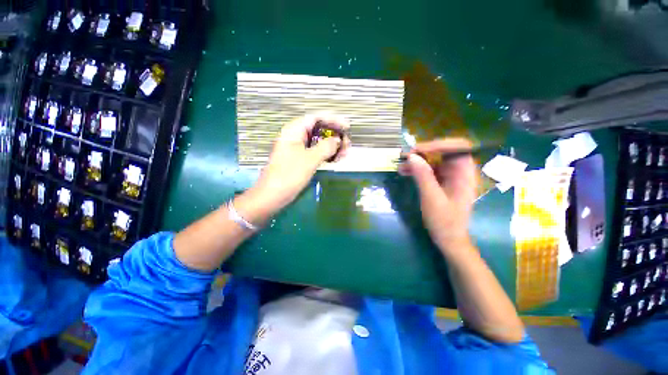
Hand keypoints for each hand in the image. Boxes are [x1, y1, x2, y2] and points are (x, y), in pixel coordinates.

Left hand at [242, 113, 350, 221]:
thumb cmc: (288, 175)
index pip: (315, 118)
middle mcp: (296, 137)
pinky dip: (327, 155)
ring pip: (319, 142)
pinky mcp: (301, 160)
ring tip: (345, 154)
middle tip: (347, 145)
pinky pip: (317, 153)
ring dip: (333, 147)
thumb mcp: (309, 160)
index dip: (332, 120)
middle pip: (319, 130)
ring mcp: (298, 149)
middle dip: (334, 136)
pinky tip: (336, 159)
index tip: (347, 126)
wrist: (273, 196)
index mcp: (294, 131)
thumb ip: (325, 147)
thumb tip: (338, 140)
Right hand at [398, 138, 478, 252]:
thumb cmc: (444, 221)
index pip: (458, 148)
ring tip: (401, 165)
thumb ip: (423, 176)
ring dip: (418, 161)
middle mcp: (460, 172)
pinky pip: (430, 171)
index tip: (417, 150)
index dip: (438, 144)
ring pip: (435, 161)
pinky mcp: (442, 182)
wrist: (448, 239)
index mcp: (465, 174)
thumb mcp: (432, 198)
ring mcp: (451, 177)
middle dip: (424, 152)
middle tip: (405, 156)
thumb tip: (412, 156)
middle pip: (444, 153)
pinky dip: (417, 170)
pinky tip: (405, 172)